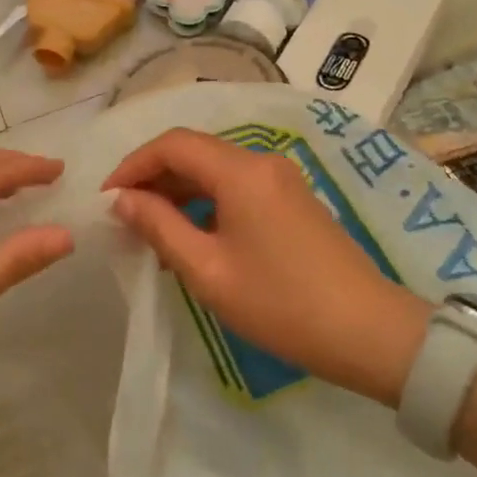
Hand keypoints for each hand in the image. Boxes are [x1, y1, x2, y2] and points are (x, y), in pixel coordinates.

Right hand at [104, 129, 430, 406]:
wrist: (369, 332)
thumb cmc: (280, 304)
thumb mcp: (207, 270)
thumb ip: (159, 227)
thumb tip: (122, 200)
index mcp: (240, 171)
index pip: (173, 144)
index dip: (133, 164)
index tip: (107, 198)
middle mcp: (262, 162)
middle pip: (195, 152)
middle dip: (154, 178)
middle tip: (124, 217)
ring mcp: (282, 180)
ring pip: (216, 170)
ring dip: (179, 192)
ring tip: (151, 231)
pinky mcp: (293, 200)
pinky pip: (237, 187)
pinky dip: (206, 202)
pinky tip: (192, 237)